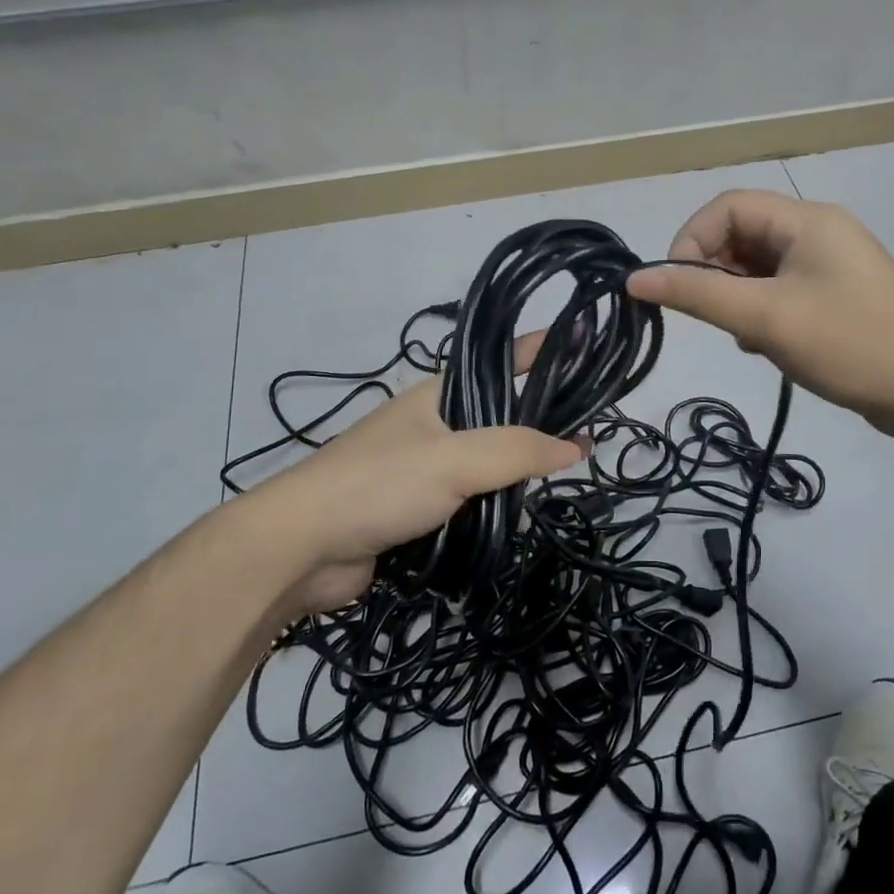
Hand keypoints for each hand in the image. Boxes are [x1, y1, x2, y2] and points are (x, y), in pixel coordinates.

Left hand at [232, 334, 584, 615]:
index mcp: (440, 395)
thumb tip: (575, 448)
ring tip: (567, 475)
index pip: (502, 360)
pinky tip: (523, 513)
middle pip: (500, 415)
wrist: (302, 548)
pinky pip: (471, 500)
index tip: (585, 346)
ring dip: (519, 470)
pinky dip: (496, 505)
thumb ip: (517, 450)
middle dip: (541, 420)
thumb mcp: (455, 459)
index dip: (542, 349)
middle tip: (591, 432)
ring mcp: (425, 468)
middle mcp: (435, 425)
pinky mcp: (419, 510)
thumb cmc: (379, 485)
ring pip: (487, 462)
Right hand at [627, 190, 893, 437]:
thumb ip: (698, 294)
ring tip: (747, 335)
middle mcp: (818, 232)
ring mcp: (829, 265)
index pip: (727, 207)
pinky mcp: (835, 295)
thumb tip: (635, 278)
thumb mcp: (766, 318)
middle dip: (716, 274)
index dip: (692, 240)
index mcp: (806, 221)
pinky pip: (780, 290)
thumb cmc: (848, 344)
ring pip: (758, 267)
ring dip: (738, 298)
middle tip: (716, 317)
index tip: (679, 287)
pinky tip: (767, 346)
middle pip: (742, 235)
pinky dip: (761, 312)